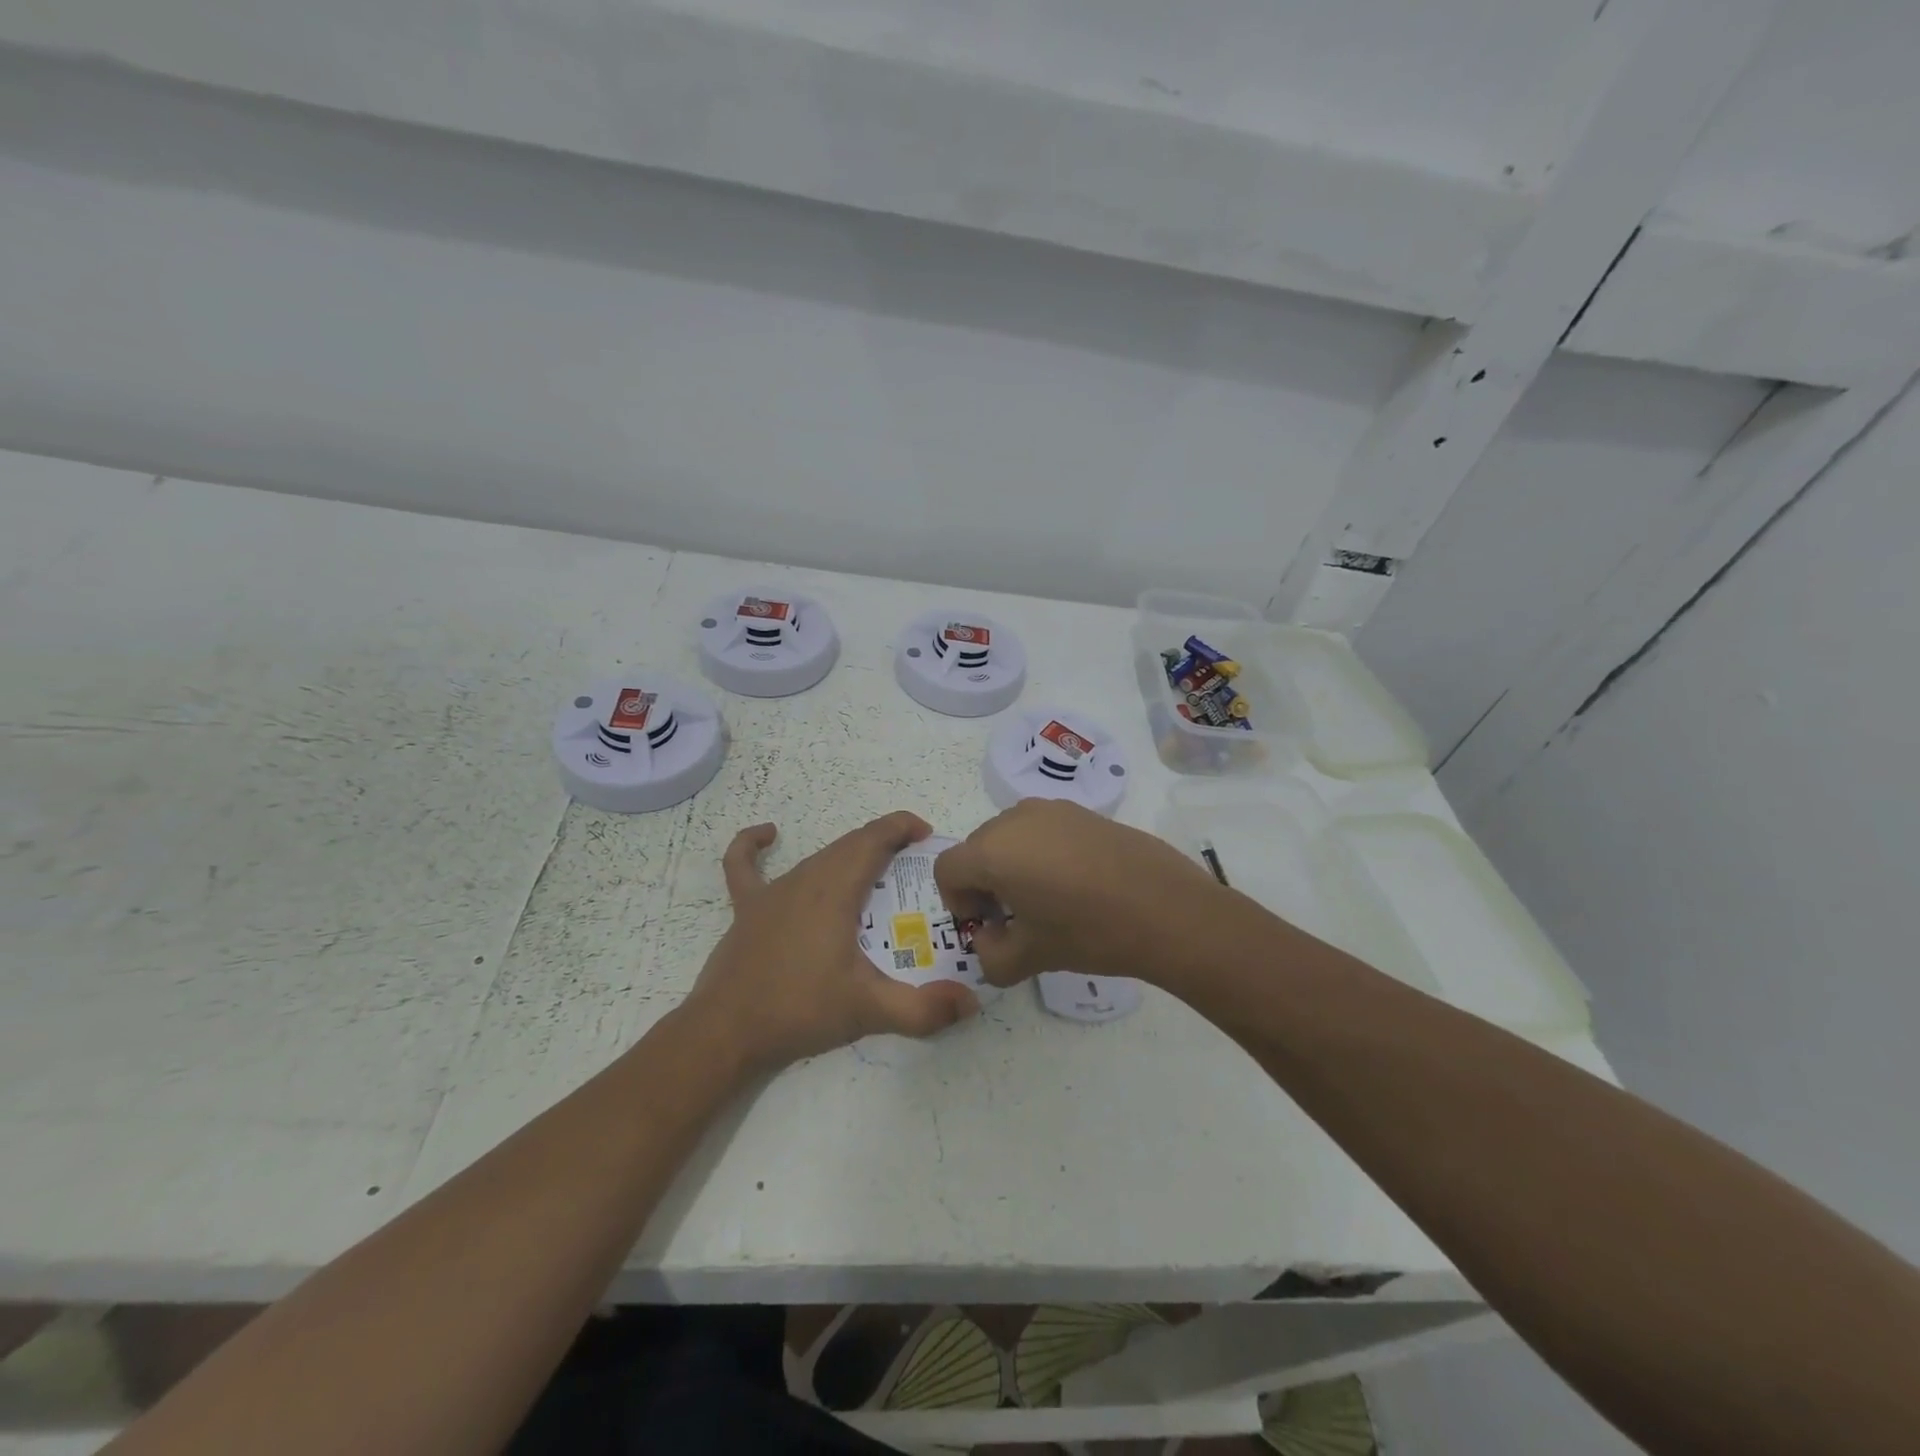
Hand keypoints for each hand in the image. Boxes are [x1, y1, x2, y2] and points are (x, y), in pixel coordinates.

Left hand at [680, 812, 980, 1071]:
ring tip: (874, 873)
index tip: (927, 834)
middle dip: (884, 844)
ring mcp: (771, 892)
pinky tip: (767, 835)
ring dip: (848, 855)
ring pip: (817, 857)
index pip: (873, 839)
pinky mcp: (747, 909)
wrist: (725, 1032)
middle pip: (849, 845)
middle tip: (912, 866)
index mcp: (835, 890)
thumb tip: (971, 1003)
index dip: (901, 826)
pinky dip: (753, 846)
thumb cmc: (799, 1010)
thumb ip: (923, 1009)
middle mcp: (805, 878)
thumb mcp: (868, 1010)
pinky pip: (745, 866)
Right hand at [933, 798, 1223, 987]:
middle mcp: (1015, 819)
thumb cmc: (1090, 932)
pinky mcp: (1083, 812)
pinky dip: (1041, 852)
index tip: (986, 925)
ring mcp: (1053, 809)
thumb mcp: (1031, 957)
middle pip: (977, 848)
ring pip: (1010, 835)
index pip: (948, 869)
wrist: (1168, 910)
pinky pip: (1043, 829)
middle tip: (1012, 917)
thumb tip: (987, 940)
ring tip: (1044, 899)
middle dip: (983, 883)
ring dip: (1011, 864)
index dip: (956, 901)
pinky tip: (1075, 883)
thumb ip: (991, 956)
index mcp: (993, 851)